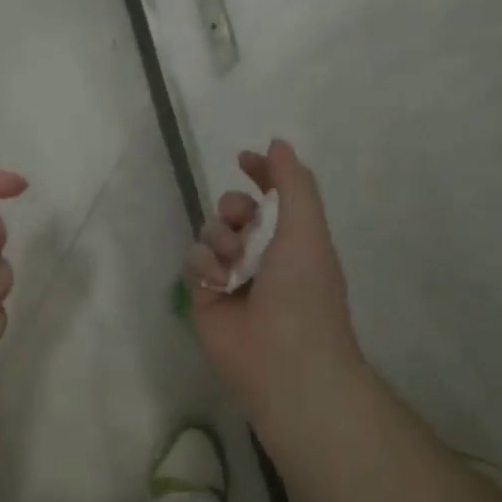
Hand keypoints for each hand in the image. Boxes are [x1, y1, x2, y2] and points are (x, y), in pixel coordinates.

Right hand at [187, 139, 362, 421]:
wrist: (282, 358)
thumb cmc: (304, 291)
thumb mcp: (307, 229)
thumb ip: (292, 183)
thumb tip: (277, 143)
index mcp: (293, 238)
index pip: (272, 195)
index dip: (260, 174)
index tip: (244, 159)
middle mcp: (261, 253)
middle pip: (233, 209)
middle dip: (234, 208)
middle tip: (242, 222)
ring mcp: (231, 275)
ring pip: (209, 232)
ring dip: (220, 239)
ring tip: (234, 265)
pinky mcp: (204, 295)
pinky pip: (193, 259)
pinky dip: (205, 266)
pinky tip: (219, 284)